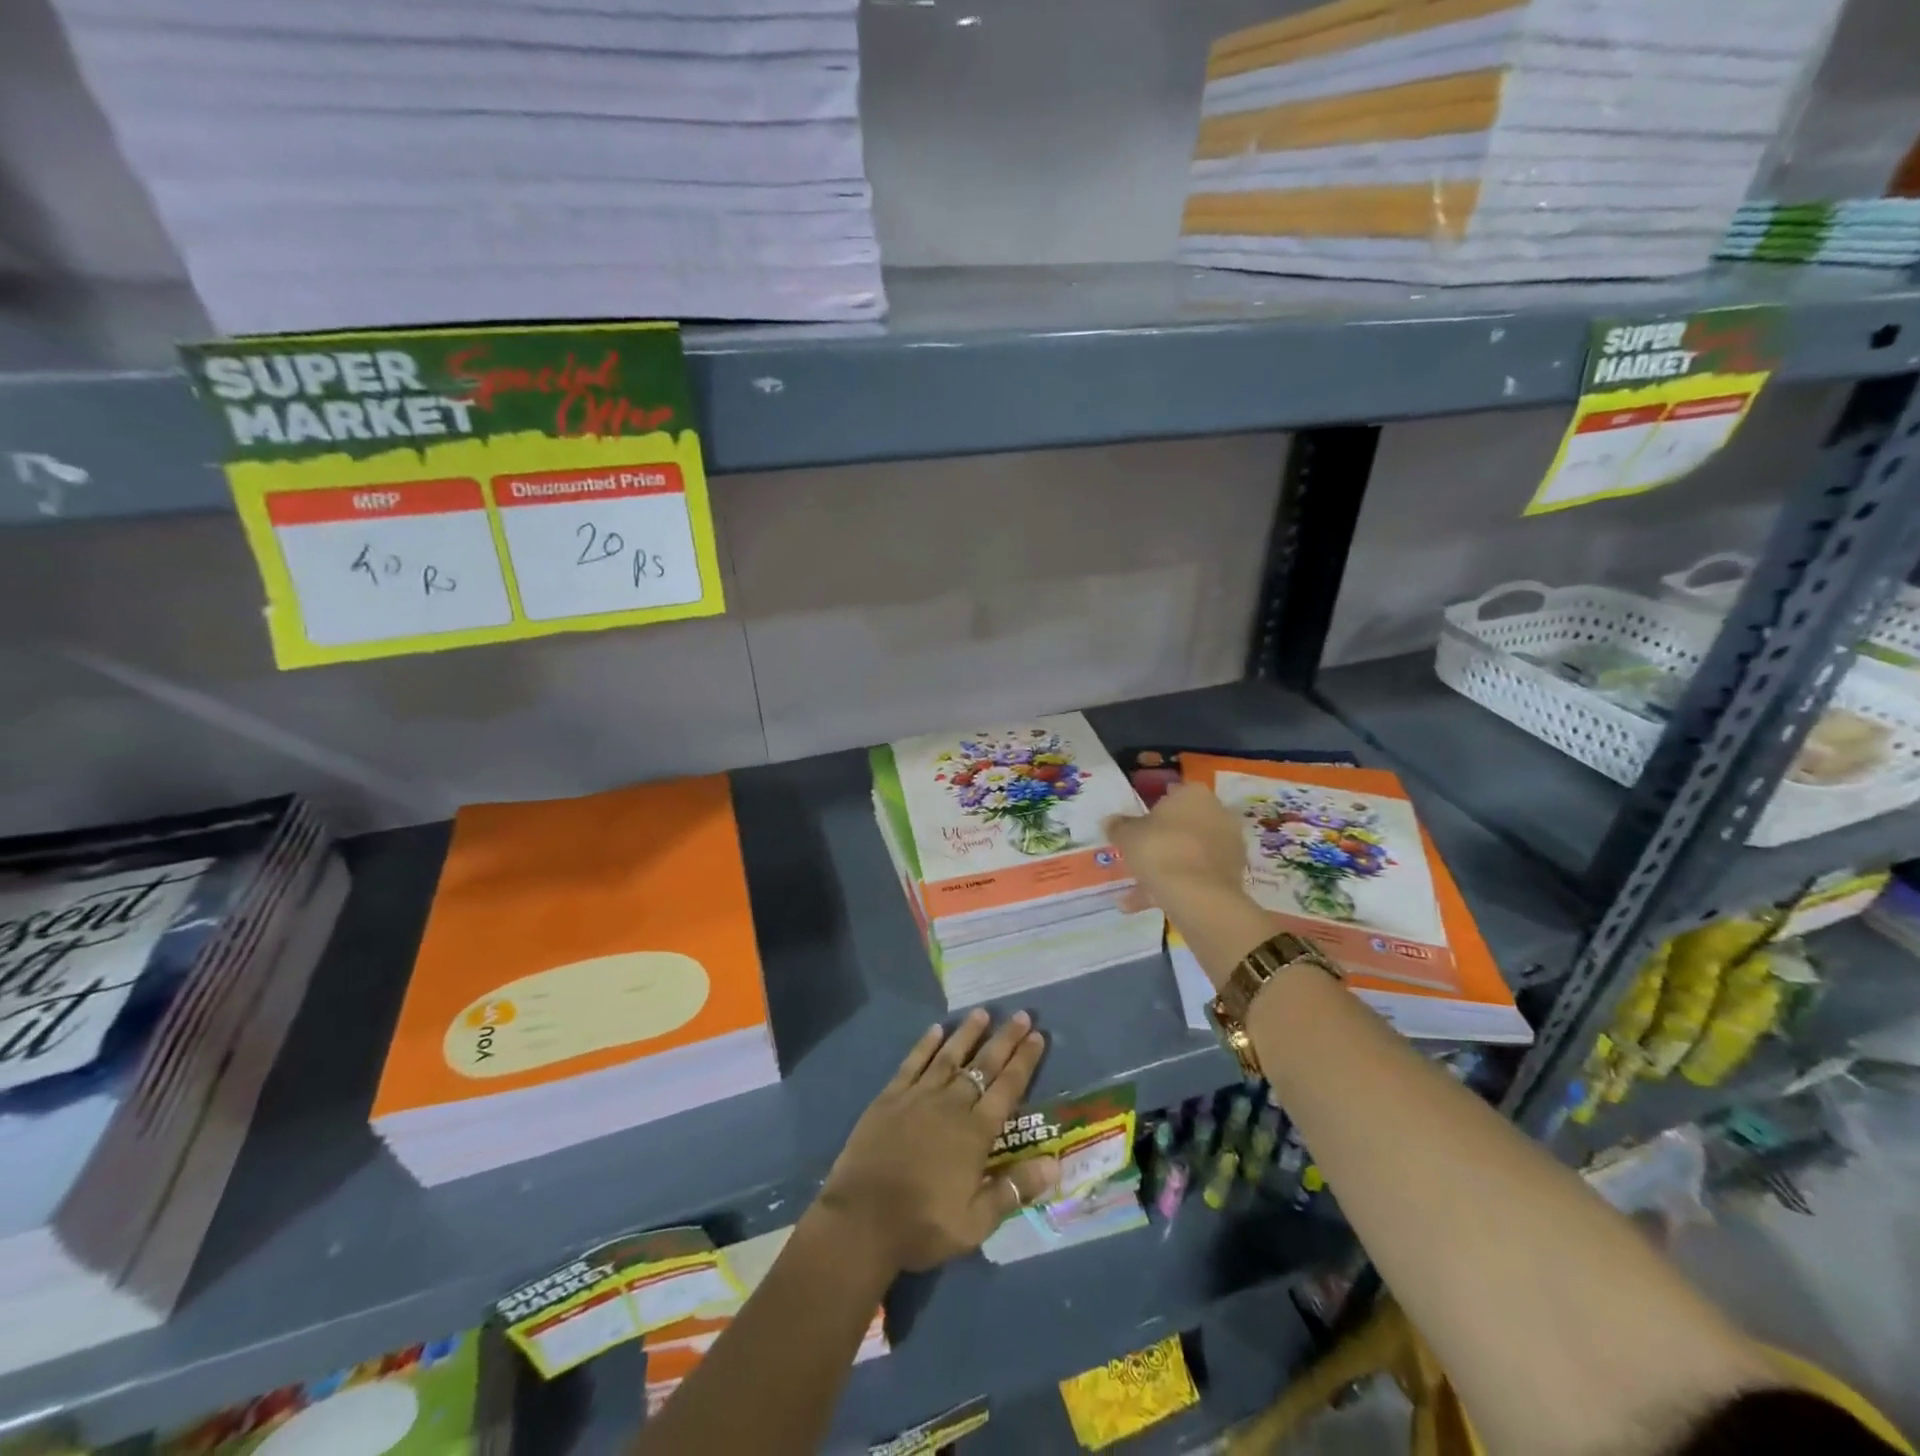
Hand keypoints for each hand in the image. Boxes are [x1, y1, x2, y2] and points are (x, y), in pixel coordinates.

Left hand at [816, 1010, 1056, 1274]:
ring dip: (967, 1034)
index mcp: (975, 1133)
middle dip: (1004, 1039)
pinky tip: (935, 1029)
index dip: (1024, 1061)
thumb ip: (1015, 1188)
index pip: (1007, 1089)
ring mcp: (918, 1097)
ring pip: (949, 1056)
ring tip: (982, 1012)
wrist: (862, 1220)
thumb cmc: (923, 1225)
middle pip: (983, 1065)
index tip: (1037, 1036)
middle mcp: (951, 1105)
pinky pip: (913, 1063)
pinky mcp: (890, 1097)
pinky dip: (925, 1045)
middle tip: (1021, 1015)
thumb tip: (1055, 1162)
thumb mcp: (976, 1222)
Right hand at [1105, 783, 1246, 911]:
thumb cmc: (1159, 849)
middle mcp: (1217, 813)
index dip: (1153, 808)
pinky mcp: (1231, 875)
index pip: (1172, 793)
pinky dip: (1176, 886)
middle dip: (1163, 838)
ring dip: (1166, 866)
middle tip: (1138, 853)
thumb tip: (1110, 821)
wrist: (1197, 894)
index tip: (1137, 825)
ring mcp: (1228, 845)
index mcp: (1194, 794)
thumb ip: (1118, 826)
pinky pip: (1197, 876)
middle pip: (1184, 824)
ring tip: (1137, 887)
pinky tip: (1149, 903)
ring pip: (1189, 853)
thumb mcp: (1127, 835)